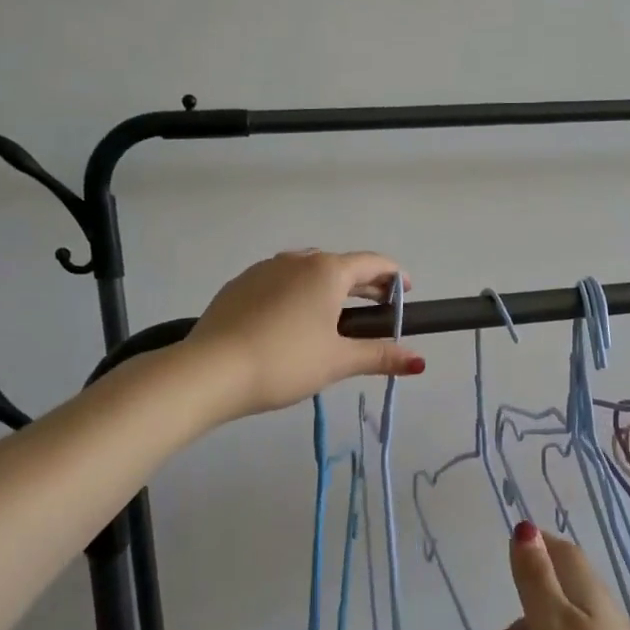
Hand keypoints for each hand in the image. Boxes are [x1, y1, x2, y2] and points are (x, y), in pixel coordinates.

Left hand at [184, 250, 424, 418]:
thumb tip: (419, 361)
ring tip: (336, 314)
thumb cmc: (285, 361)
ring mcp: (265, 269)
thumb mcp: (337, 361)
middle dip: (364, 284)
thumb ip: (379, 356)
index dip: (395, 276)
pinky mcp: (240, 284)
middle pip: (341, 265)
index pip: (373, 263)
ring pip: (308, 271)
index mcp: (327, 271)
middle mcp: (297, 260)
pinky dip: (298, 293)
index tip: (407, 292)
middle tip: (379, 306)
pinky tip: (293, 320)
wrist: (211, 370)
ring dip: (330, 287)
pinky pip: (281, 281)